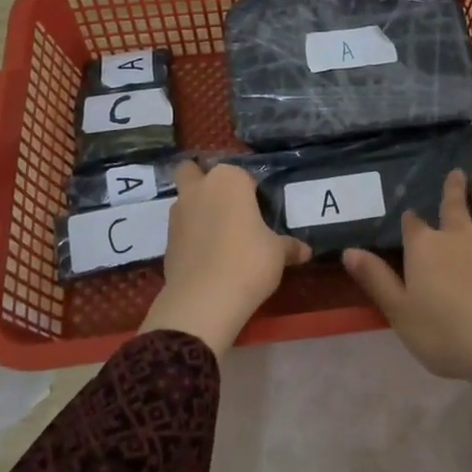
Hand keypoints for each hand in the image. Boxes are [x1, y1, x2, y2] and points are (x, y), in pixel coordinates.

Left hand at [140, 161, 310, 356]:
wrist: (204, 300)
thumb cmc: (249, 261)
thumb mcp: (278, 253)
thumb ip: (289, 246)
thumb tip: (305, 251)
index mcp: (228, 180)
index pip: (241, 174)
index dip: (250, 190)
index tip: (259, 210)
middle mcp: (199, 189)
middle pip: (193, 171)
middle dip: (204, 182)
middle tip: (226, 206)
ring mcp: (178, 214)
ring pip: (185, 200)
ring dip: (197, 210)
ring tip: (220, 237)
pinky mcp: (166, 241)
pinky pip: (181, 229)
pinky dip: (191, 237)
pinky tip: (208, 257)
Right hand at [343, 169, 471, 462]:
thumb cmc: (445, 332)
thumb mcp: (400, 311)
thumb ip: (376, 280)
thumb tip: (349, 251)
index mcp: (424, 247)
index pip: (413, 224)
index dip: (410, 219)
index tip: (410, 215)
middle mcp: (458, 234)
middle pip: (454, 203)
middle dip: (453, 188)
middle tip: (456, 173)